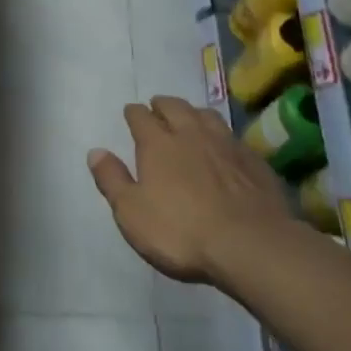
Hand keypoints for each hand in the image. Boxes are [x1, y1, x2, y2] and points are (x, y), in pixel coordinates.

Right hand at [88, 96, 292, 285]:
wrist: (251, 245)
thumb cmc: (181, 231)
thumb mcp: (132, 213)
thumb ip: (112, 179)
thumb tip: (95, 151)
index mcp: (157, 143)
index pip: (140, 116)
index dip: (134, 113)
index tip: (131, 113)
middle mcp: (191, 134)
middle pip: (175, 107)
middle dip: (163, 105)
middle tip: (157, 108)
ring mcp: (226, 144)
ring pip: (206, 115)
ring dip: (194, 113)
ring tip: (190, 119)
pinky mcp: (254, 161)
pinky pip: (233, 138)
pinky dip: (223, 137)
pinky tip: (224, 148)